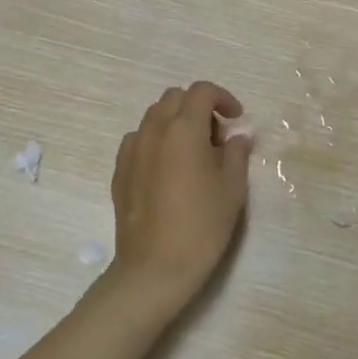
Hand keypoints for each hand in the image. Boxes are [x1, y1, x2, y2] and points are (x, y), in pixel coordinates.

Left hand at [108, 81, 251, 317]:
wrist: (155, 267)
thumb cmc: (202, 225)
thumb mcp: (232, 188)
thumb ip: (237, 153)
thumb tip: (237, 136)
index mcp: (184, 129)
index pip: (202, 91)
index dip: (223, 98)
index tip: (236, 119)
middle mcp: (154, 130)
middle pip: (175, 98)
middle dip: (198, 107)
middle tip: (216, 137)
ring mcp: (132, 150)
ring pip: (154, 116)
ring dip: (176, 122)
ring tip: (192, 153)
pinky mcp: (119, 171)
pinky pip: (139, 139)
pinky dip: (157, 141)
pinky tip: (168, 169)